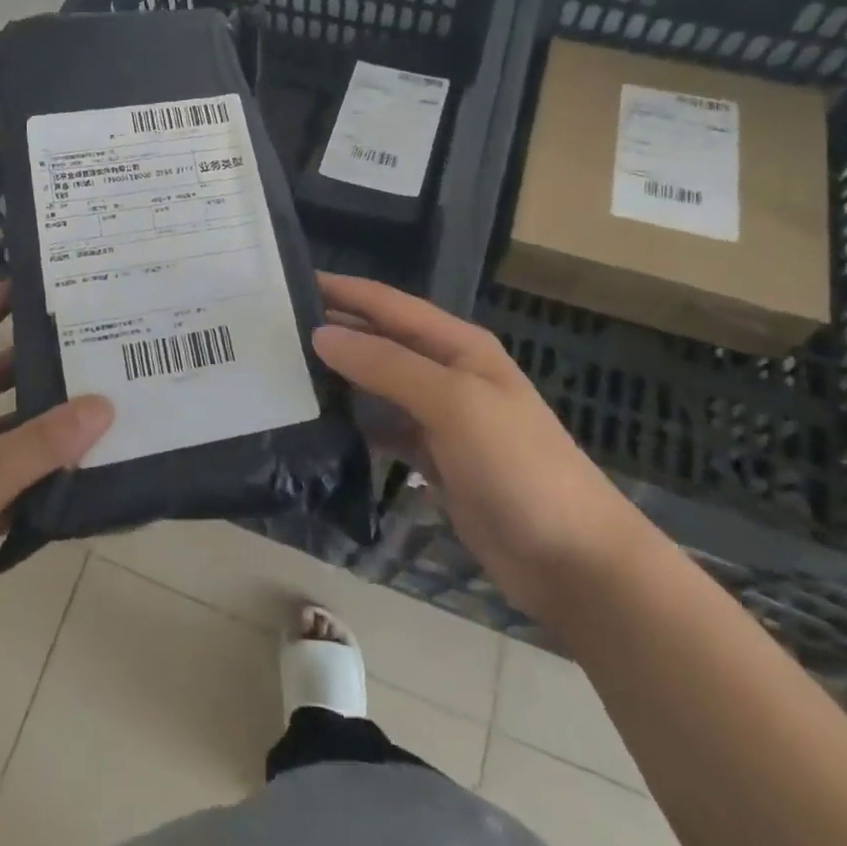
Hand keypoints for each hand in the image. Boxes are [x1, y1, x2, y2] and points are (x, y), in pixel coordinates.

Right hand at [314, 273, 652, 622]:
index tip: (288, 283)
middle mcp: (446, 373)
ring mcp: (440, 418)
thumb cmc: (518, 466)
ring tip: (284, 373)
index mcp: (457, 345)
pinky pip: (384, 429)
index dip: (341, 290)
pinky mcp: (435, 460)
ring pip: (378, 385)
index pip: (388, 304)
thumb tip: (322, 335)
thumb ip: (387, 365)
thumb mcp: (454, 403)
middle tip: (273, 331)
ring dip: (339, 378)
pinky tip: (320, 426)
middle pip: (380, 341)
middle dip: (334, 332)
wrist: (574, 562)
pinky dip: (355, 425)